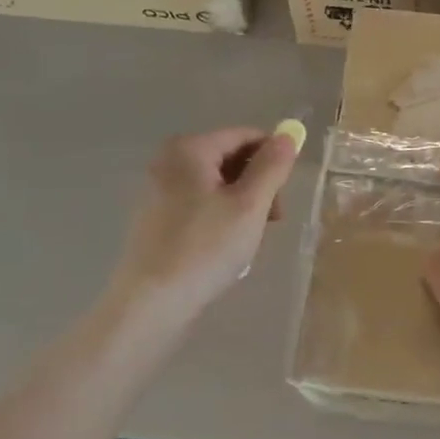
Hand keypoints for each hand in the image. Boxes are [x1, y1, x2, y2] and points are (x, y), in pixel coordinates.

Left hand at [107, 126, 299, 334]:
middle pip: (230, 158)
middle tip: (271, 221)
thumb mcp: (250, 205)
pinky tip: (225, 247)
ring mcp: (158, 190)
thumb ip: (272, 166)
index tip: (284, 195)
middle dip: (258, 185)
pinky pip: (200, 204)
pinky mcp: (155, 218)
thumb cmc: (205, 247)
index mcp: (189, 149)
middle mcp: (168, 160)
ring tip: (249, 239)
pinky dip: (220, 218)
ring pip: (217, 185)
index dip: (273, 159)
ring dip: (242, 205)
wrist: (151, 303)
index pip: (246, 136)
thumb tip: (288, 136)